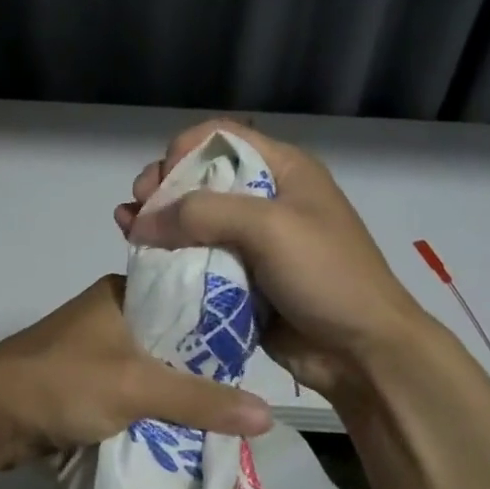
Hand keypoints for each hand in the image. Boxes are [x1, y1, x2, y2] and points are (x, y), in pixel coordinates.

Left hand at [0, 275, 272, 462]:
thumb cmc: (65, 381)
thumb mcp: (138, 387)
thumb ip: (201, 401)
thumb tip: (269, 414)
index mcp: (122, 292)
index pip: (187, 297)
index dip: (221, 322)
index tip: (258, 347)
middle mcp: (111, 312)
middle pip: (172, 337)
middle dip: (203, 366)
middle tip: (249, 389)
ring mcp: (95, 347)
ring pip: (152, 366)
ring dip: (178, 389)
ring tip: (227, 411)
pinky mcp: (85, 379)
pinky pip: (133, 389)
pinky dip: (154, 405)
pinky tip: (184, 425)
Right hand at [115, 120, 427, 406]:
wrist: (363, 352)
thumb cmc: (326, 275)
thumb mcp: (270, 228)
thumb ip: (203, 213)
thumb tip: (141, 221)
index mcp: (283, 170)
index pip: (221, 137)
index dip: (184, 149)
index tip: (161, 180)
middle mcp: (264, 197)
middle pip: (200, 176)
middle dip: (163, 186)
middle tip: (137, 206)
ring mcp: (252, 239)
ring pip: (192, 218)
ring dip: (158, 220)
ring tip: (126, 228)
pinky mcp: (240, 276)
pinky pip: (197, 257)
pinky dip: (168, 255)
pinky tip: (141, 256)